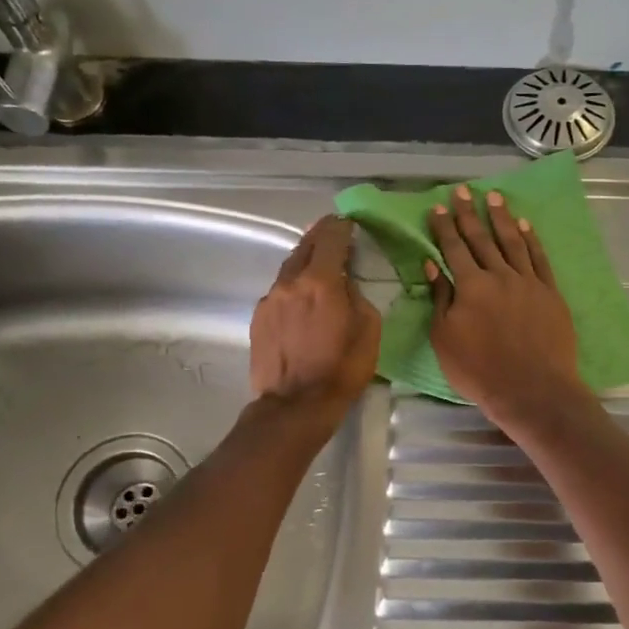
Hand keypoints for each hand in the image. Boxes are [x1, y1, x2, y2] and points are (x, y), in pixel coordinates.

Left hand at [250, 217, 380, 414]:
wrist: (294, 405)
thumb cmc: (341, 369)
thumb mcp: (368, 330)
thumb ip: (357, 296)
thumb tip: (345, 284)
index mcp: (321, 282)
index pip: (330, 238)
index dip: (341, 226)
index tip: (349, 223)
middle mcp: (291, 282)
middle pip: (305, 246)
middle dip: (321, 236)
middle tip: (333, 232)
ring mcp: (270, 299)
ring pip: (290, 268)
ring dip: (305, 260)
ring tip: (318, 263)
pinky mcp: (259, 317)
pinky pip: (280, 290)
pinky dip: (293, 285)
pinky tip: (301, 297)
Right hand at [427, 185, 588, 427]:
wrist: (532, 389)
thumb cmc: (480, 370)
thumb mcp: (445, 339)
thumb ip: (441, 300)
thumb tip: (433, 266)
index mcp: (470, 286)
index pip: (453, 249)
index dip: (444, 227)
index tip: (438, 207)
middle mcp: (499, 275)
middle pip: (481, 239)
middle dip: (469, 214)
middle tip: (463, 191)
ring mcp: (528, 282)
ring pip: (512, 241)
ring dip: (502, 218)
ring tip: (494, 197)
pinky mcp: (550, 293)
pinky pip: (539, 258)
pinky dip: (532, 239)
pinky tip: (525, 225)